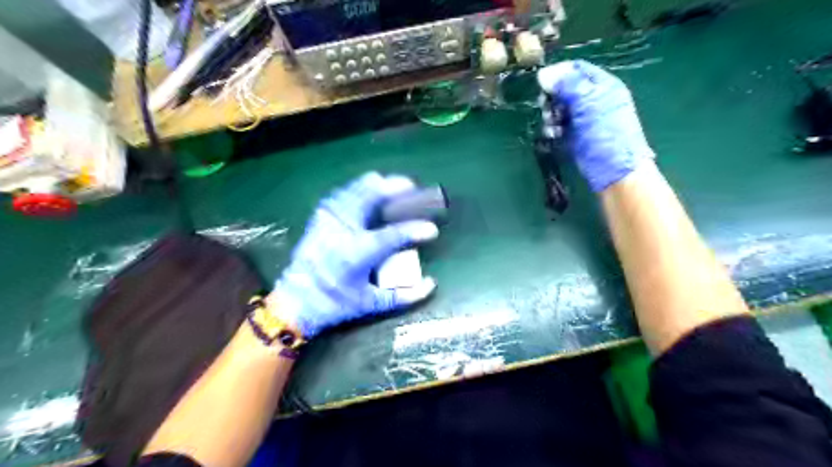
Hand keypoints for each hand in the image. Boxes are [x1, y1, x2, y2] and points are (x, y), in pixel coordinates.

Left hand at [275, 173, 441, 337]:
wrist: (296, 301)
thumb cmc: (335, 305)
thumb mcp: (370, 304)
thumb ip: (403, 295)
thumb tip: (431, 284)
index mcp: (357, 253)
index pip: (393, 235)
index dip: (415, 230)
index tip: (432, 229)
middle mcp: (343, 231)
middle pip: (370, 198)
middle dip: (393, 188)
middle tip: (411, 186)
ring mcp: (328, 221)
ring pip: (354, 191)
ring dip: (375, 185)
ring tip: (390, 182)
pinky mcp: (319, 219)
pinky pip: (340, 195)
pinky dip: (355, 189)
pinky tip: (364, 189)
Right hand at [540, 59, 656, 191]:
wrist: (614, 171)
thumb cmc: (606, 134)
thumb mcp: (587, 104)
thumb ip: (566, 86)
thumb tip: (542, 74)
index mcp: (602, 86)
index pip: (576, 69)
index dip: (559, 74)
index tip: (543, 85)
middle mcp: (593, 99)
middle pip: (565, 89)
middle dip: (552, 97)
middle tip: (546, 108)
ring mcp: (584, 119)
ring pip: (559, 108)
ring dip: (551, 115)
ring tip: (552, 126)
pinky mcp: (576, 136)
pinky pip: (559, 126)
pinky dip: (553, 129)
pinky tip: (553, 135)